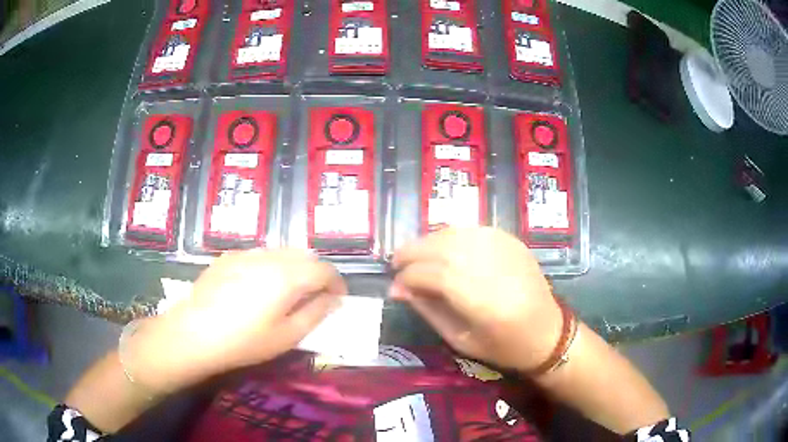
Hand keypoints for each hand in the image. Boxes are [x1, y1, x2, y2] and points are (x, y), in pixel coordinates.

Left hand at [125, 249, 346, 393]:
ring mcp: (245, 254)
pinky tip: (258, 286)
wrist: (194, 333)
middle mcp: (269, 257)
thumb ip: (315, 313)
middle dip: (316, 273)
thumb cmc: (244, 341)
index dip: (336, 282)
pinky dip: (271, 265)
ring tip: (288, 291)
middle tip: (315, 296)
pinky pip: (259, 254)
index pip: (323, 269)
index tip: (338, 298)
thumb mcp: (287, 335)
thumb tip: (334, 299)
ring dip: (293, 267)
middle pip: (303, 255)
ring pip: (281, 252)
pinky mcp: (228, 257)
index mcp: (287, 276)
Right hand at [390, 227, 561, 372]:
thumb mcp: (460, 339)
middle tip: (396, 263)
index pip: (433, 275)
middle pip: (442, 247)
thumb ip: (428, 309)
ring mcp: (505, 249)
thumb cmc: (503, 346)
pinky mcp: (512, 241)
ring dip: (428, 241)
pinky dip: (451, 236)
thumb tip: (398, 288)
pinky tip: (442, 248)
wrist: (547, 332)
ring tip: (416, 256)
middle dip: (412, 252)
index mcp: (482, 302)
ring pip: (455, 233)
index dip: (408, 277)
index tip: (395, 285)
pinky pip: (472, 230)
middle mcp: (493, 267)